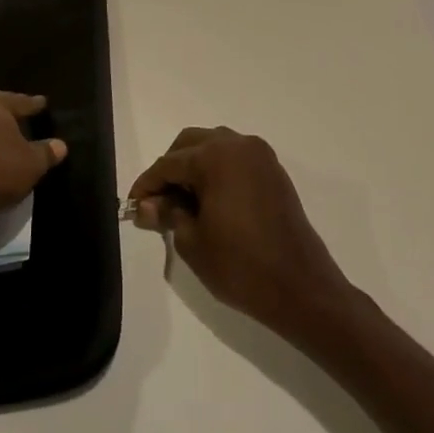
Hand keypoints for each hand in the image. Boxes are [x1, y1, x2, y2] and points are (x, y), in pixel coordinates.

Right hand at [129, 127, 352, 337]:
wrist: (300, 288)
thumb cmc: (240, 266)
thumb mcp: (192, 241)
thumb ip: (167, 214)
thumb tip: (147, 205)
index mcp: (217, 157)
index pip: (169, 163)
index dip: (147, 185)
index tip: (133, 206)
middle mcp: (240, 145)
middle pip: (191, 144)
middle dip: (170, 168)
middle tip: (157, 202)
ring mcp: (261, 157)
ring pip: (215, 147)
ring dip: (194, 166)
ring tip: (182, 202)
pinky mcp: (274, 173)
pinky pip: (236, 159)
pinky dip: (217, 171)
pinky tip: (208, 201)